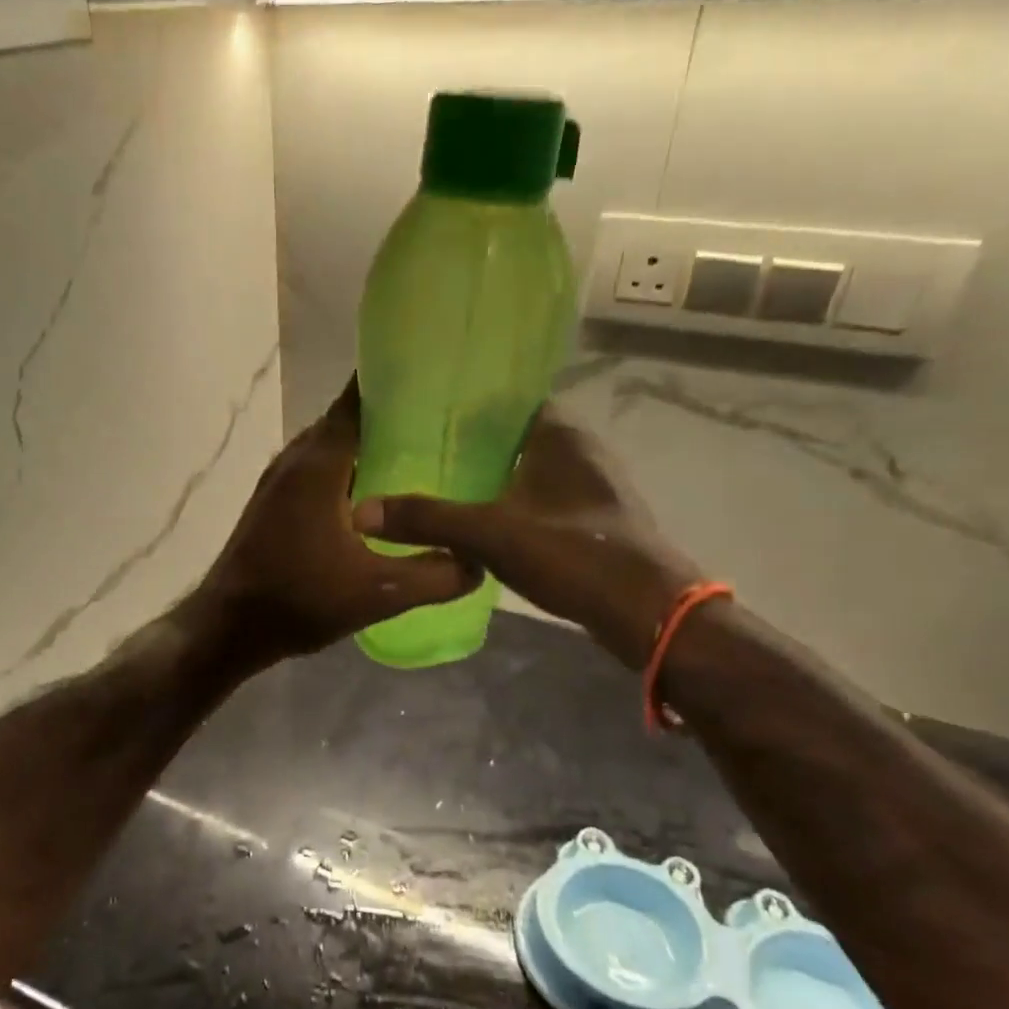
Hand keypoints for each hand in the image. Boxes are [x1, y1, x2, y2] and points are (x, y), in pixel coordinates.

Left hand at [191, 379, 479, 669]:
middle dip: (388, 415)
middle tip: (440, 421)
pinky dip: (345, 470)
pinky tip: (375, 498)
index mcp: (319, 464)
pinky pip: (316, 470)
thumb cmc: (299, 600)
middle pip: (345, 420)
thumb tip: (477, 562)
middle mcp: (295, 459)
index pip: (357, 400)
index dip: (393, 383)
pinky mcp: (271, 502)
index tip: (435, 378)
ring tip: (416, 454)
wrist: (228, 626)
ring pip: (329, 447)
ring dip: (365, 446)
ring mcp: (278, 480)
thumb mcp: (378, 593)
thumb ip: (435, 576)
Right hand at [353, 407, 700, 667]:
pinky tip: (483, 520)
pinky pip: (543, 496)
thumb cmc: (573, 554)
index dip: (468, 402)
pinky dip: (513, 500)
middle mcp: (581, 449)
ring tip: (444, 480)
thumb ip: (428, 519)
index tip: (425, 410)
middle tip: (422, 448)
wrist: (647, 612)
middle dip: (474, 440)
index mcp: (560, 433)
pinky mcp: (596, 518)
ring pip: (531, 467)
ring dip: (495, 473)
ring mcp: (593, 485)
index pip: (510, 397)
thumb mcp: (490, 535)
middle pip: (517, 432)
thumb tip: (361, 511)